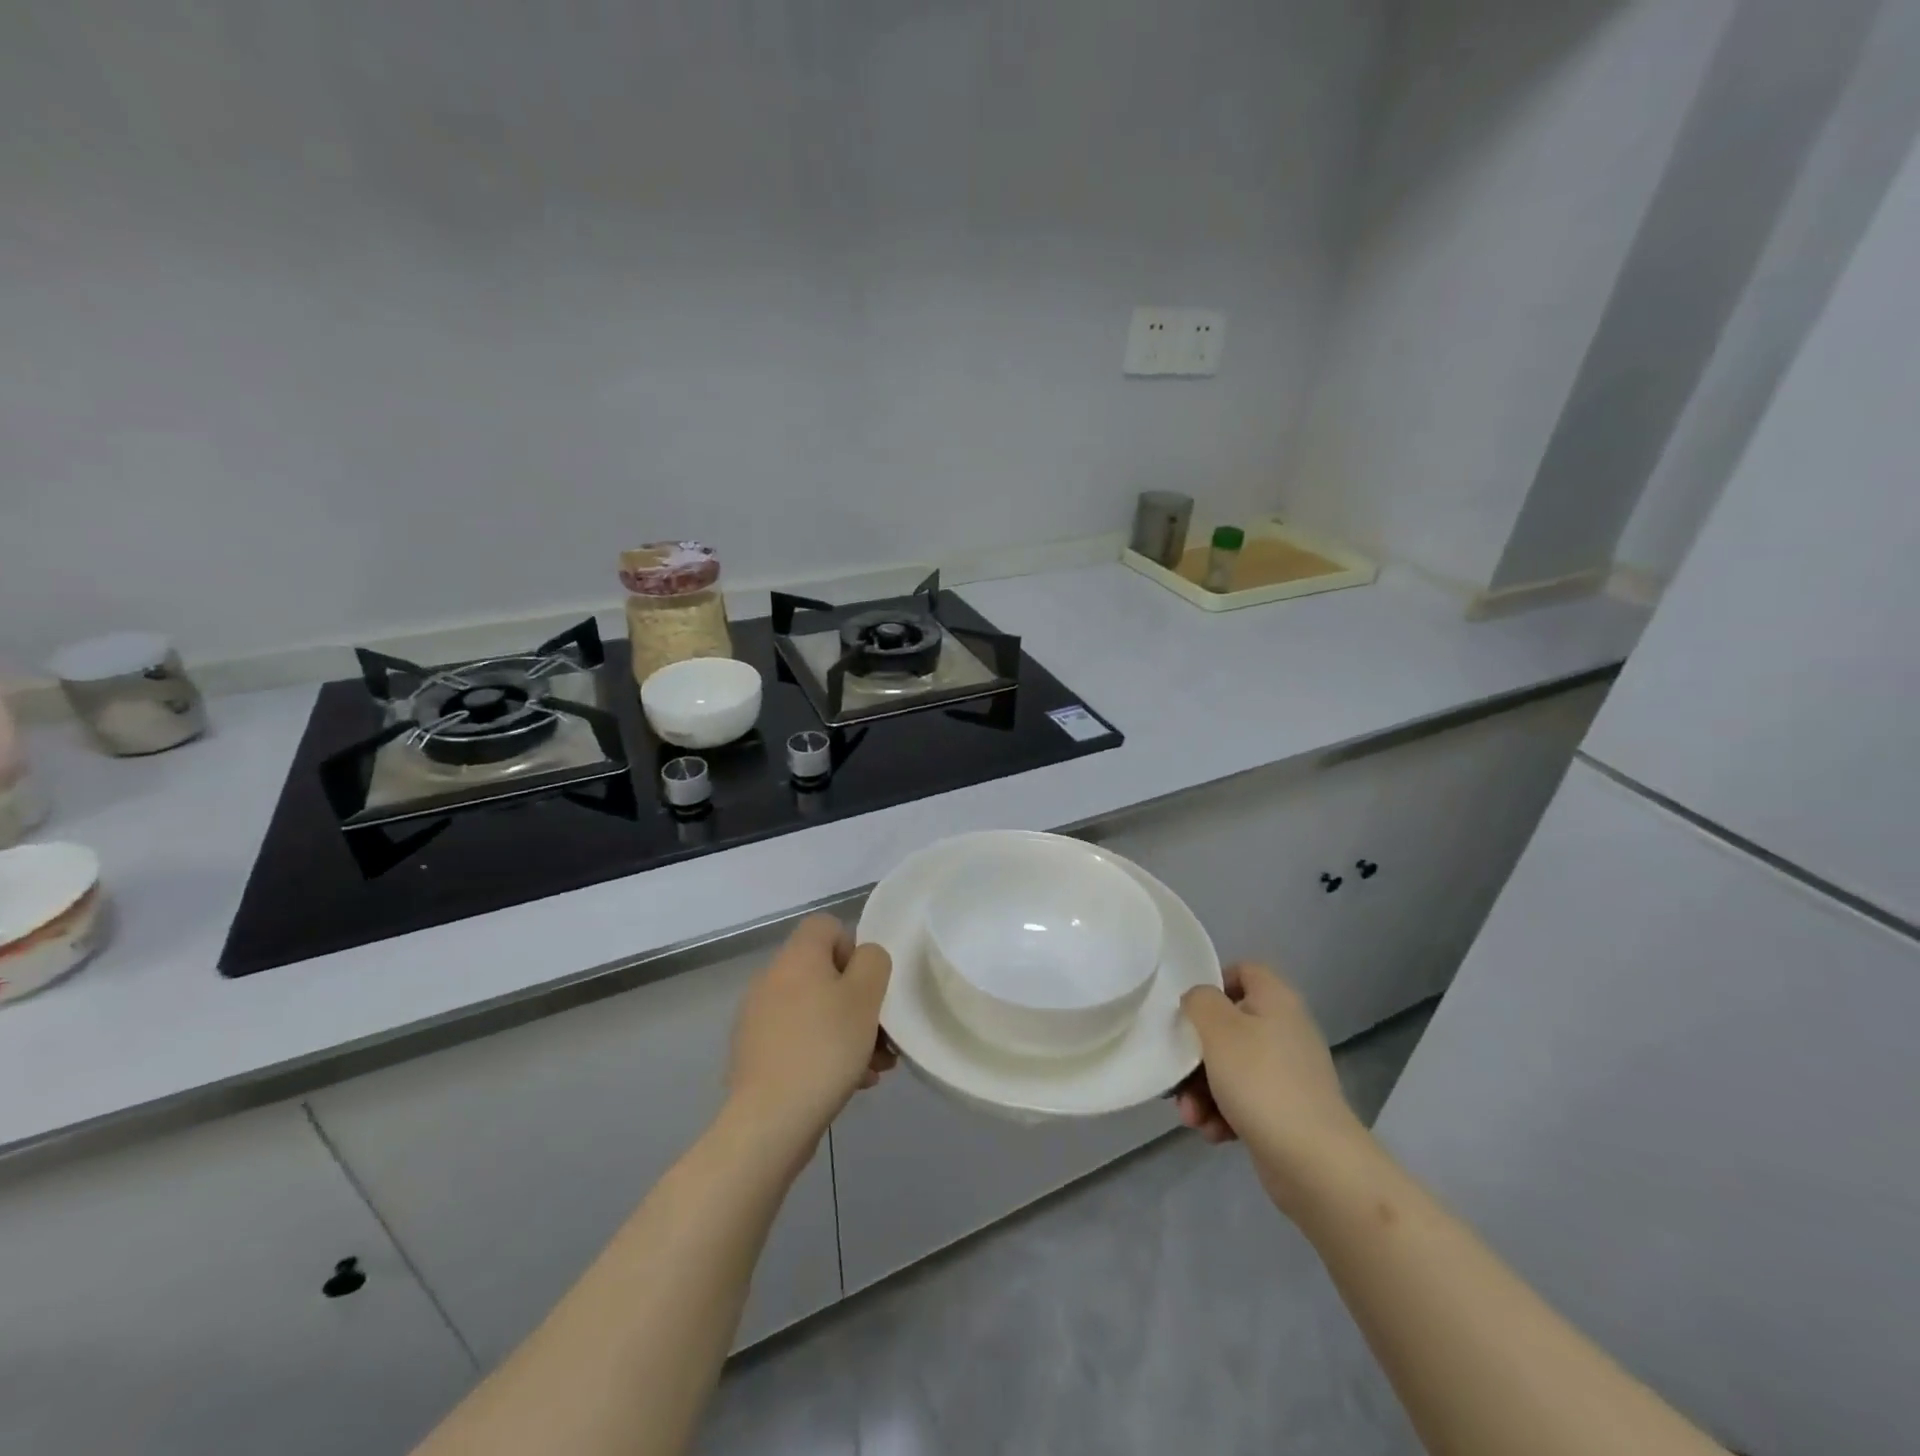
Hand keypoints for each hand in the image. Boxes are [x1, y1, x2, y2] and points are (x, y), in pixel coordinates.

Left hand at [726, 916, 894, 1159]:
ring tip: (874, 1068)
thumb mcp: (865, 996)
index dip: (853, 948)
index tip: (868, 986)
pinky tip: (852, 1084)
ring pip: (816, 1011)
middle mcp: (771, 979)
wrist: (769, 1121)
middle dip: (859, 1002)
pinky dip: (825, 1054)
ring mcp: (759, 1019)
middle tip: (882, 1036)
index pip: (826, 926)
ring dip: (848, 1032)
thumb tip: (863, 959)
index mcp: (796, 957)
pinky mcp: (757, 1055)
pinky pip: (800, 1041)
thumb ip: (873, 962)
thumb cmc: (825, 1047)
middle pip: (824, 974)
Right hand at [1177, 963, 1373, 1216]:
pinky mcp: (1284, 1112)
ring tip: (1191, 1117)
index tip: (1189, 1010)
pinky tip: (1213, 1133)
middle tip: (1177, 1075)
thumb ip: (1199, 1001)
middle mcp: (1285, 1031)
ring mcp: (1286, 1074)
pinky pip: (1242, 1100)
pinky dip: (1222, 1114)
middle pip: (1228, 1026)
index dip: (1214, 983)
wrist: (1316, 1163)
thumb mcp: (1218, 1029)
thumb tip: (1199, 1001)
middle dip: (1196, 1054)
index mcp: (1276, 1001)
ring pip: (1229, 1067)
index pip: (1244, 971)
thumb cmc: (1261, 1082)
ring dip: (1201, 1090)